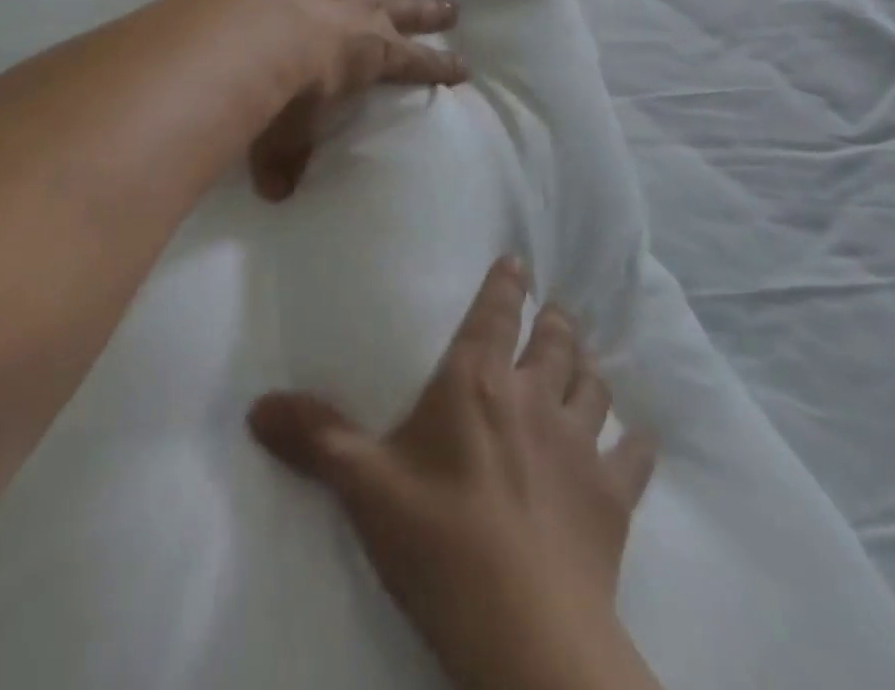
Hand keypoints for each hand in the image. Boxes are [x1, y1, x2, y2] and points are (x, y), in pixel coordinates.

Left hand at [244, 0, 467, 200]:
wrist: (252, 38)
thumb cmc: (281, 95)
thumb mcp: (285, 139)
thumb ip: (283, 165)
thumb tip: (275, 196)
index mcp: (372, 58)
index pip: (416, 65)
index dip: (440, 67)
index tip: (463, 67)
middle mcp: (363, 15)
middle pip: (404, 12)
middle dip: (429, 12)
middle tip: (452, 6)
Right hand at [248, 258, 661, 689]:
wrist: (526, 633)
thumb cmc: (439, 540)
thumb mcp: (364, 485)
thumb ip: (315, 437)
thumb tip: (257, 405)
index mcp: (477, 382)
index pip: (496, 313)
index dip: (508, 284)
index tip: (519, 262)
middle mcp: (534, 396)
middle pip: (555, 340)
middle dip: (556, 319)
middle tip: (557, 309)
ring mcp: (580, 444)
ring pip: (594, 384)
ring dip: (589, 367)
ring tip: (585, 358)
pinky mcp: (614, 497)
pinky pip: (634, 455)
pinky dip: (636, 441)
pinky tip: (638, 438)